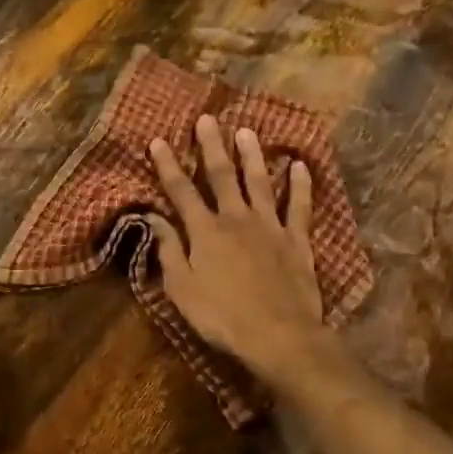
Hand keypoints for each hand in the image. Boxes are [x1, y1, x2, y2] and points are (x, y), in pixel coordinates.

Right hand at [146, 114, 329, 385]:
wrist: (278, 335)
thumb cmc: (222, 316)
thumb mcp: (182, 289)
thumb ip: (169, 251)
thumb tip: (153, 218)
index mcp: (205, 232)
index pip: (181, 192)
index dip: (168, 166)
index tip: (158, 140)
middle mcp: (236, 219)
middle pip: (221, 176)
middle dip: (212, 146)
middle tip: (207, 118)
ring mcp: (270, 226)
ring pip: (259, 182)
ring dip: (251, 156)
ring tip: (247, 131)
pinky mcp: (297, 240)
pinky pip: (299, 206)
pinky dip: (299, 185)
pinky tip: (299, 165)